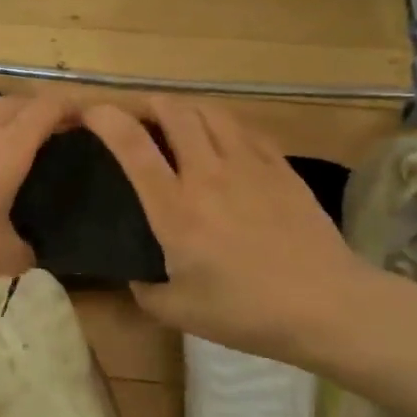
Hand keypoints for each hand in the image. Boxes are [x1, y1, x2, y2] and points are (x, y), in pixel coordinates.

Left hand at [0, 74, 71, 301]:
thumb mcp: (2, 258)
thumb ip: (24, 250)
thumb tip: (29, 251)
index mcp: (7, 152)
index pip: (46, 113)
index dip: (69, 108)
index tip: (85, 117)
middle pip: (13, 106)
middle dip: (36, 110)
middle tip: (51, 128)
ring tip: (10, 116)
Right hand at [85, 96, 383, 368]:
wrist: (327, 305)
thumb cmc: (246, 312)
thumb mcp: (180, 312)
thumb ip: (145, 291)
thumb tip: (135, 276)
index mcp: (175, 209)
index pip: (132, 146)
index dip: (106, 119)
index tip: (90, 112)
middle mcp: (207, 174)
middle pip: (173, 112)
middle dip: (148, 103)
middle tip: (137, 114)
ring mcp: (248, 165)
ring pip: (210, 111)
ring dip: (185, 107)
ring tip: (176, 120)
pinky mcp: (280, 167)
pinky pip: (244, 128)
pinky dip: (222, 123)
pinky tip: (221, 138)